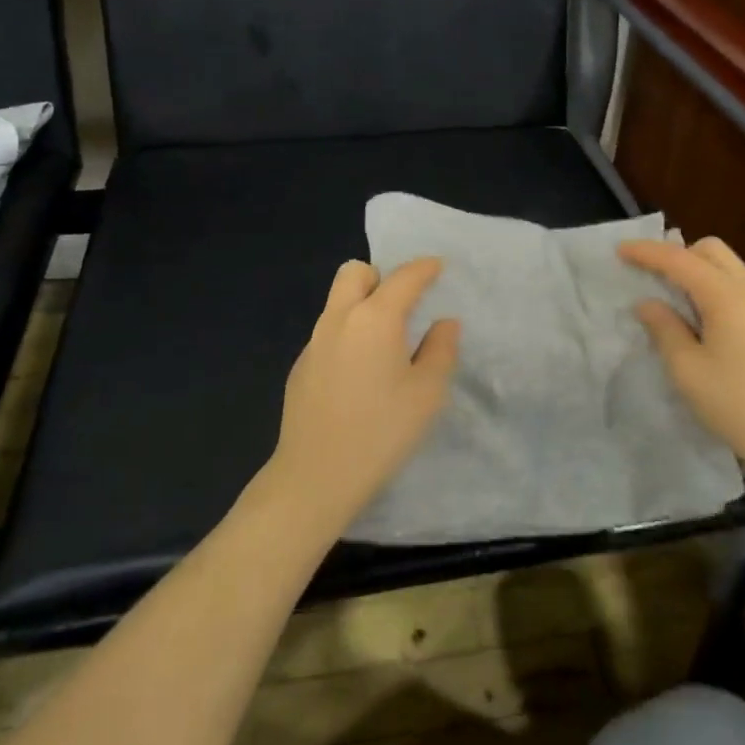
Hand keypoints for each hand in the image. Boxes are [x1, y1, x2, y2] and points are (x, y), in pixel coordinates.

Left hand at [262, 258, 459, 535]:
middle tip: (402, 305)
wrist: (316, 476)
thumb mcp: (427, 393)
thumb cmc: (382, 432)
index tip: (437, 268)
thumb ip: (441, 350)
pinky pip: (328, 332)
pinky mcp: (301, 366)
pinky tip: (358, 374)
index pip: (403, 278)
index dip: (424, 268)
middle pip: (355, 273)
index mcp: (375, 318)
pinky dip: (347, 334)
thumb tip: (444, 323)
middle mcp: (339, 319)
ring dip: (362, 305)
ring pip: (338, 302)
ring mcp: (314, 342)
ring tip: (385, 342)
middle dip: (381, 277)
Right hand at [619, 237, 744, 478]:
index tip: (619, 250)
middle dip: (677, 254)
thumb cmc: (738, 404)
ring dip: (695, 270)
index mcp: (727, 296)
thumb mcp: (688, 370)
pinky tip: (697, 317)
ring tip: (668, 297)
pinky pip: (736, 287)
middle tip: (649, 276)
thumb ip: (664, 329)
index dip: (647, 252)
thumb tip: (648, 304)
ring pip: (726, 267)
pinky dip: (711, 287)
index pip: (680, 260)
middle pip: (710, 250)